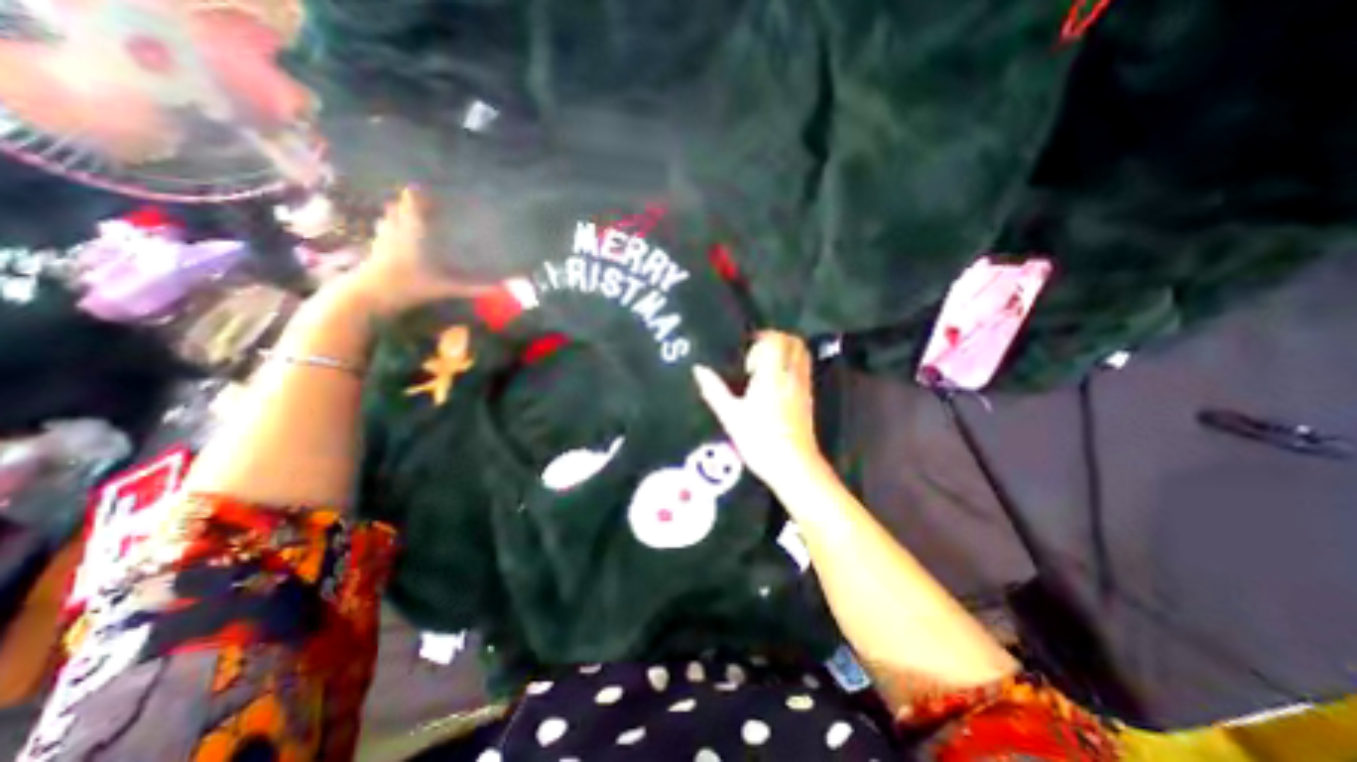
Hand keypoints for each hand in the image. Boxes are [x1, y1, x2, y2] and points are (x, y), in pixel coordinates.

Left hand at [331, 187, 496, 318]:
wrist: (370, 294)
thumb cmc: (409, 284)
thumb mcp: (446, 287)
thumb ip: (473, 287)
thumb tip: (501, 288)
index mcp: (412, 229)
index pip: (412, 200)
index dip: (420, 192)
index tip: (431, 189)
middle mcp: (396, 227)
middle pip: (399, 205)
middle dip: (412, 202)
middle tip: (429, 204)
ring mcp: (382, 237)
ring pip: (389, 216)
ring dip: (400, 213)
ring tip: (415, 217)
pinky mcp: (375, 248)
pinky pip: (384, 229)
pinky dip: (391, 227)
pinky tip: (400, 236)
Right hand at [693, 329, 821, 484]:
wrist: (793, 465)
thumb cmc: (759, 440)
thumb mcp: (730, 416)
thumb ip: (714, 389)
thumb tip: (698, 369)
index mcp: (772, 375)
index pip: (776, 340)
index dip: (762, 338)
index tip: (746, 350)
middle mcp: (791, 376)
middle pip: (794, 342)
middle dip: (776, 340)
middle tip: (756, 353)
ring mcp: (803, 386)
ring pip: (802, 354)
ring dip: (785, 352)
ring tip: (765, 367)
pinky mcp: (808, 398)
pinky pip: (804, 370)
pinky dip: (791, 366)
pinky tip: (775, 383)